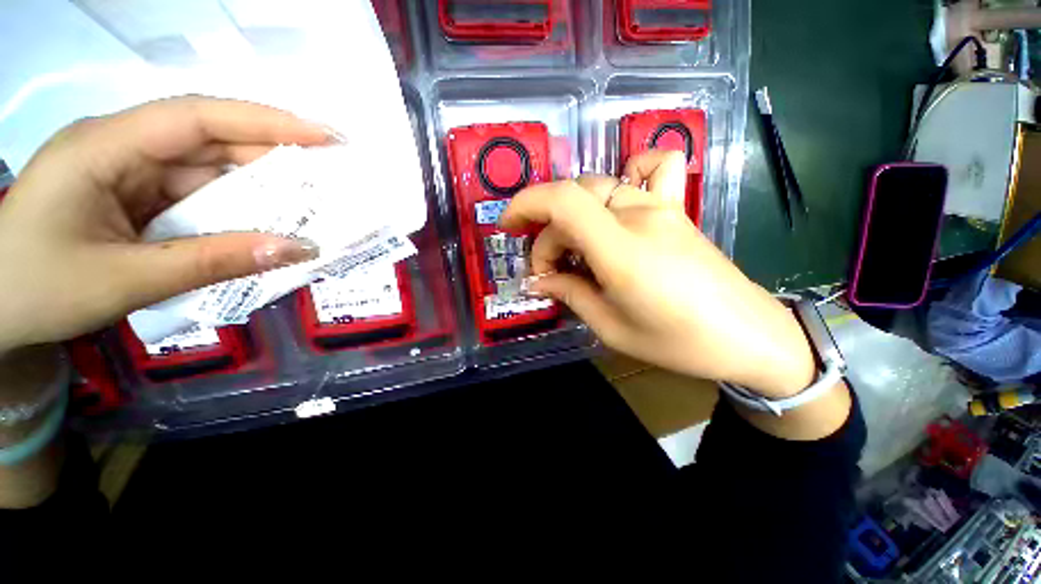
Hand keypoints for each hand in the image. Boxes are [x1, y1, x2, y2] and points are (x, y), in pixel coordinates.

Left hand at [0, 97, 330, 353]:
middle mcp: (122, 148)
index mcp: (106, 147)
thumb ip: (213, 261)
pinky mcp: (134, 199)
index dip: (267, 122)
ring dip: (256, 193)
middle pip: (210, 142)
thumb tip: (297, 249)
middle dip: (272, 160)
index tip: (324, 136)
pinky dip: (231, 214)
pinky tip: (260, 228)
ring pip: (207, 174)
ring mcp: (128, 174)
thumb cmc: (36, 290)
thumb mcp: (125, 281)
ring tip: (308, 209)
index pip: (198, 117)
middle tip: (330, 180)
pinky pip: (194, 199)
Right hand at [501, 151, 816, 398]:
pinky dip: (628, 172)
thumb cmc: (679, 342)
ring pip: (599, 187)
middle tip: (550, 274)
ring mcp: (662, 207)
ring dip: (573, 215)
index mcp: (621, 250)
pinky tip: (619, 201)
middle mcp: (639, 217)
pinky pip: (654, 168)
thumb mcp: (611, 327)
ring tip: (576, 249)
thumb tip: (539, 281)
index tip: (508, 227)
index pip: (563, 201)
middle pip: (573, 201)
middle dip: (548, 235)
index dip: (525, 203)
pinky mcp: (677, 210)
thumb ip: (570, 294)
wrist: (749, 336)